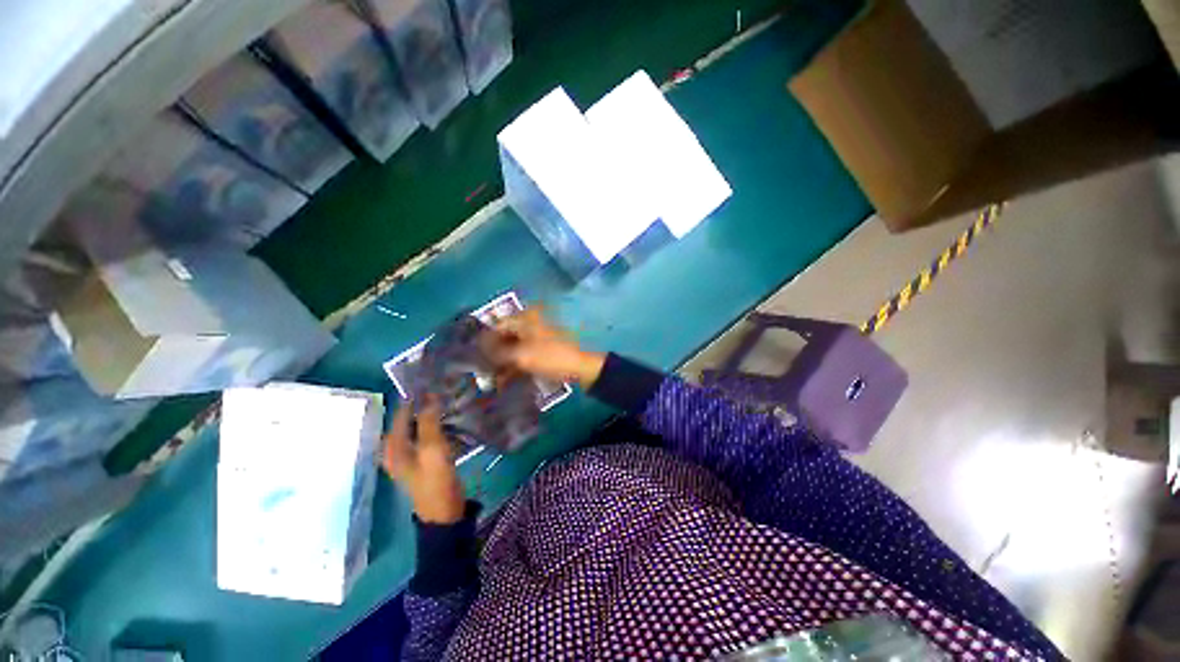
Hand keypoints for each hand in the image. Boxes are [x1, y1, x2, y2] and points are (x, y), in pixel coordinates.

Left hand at [382, 398, 465, 524]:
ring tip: (447, 401)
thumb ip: (429, 422)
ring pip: (418, 427)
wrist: (444, 512)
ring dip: (431, 415)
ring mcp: (409, 456)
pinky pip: (426, 436)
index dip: (414, 398)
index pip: (401, 414)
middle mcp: (396, 450)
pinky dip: (435, 426)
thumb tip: (430, 397)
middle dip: (423, 405)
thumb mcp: (432, 449)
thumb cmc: (435, 480)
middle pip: (408, 420)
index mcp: (393, 448)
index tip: (431, 383)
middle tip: (442, 390)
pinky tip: (449, 420)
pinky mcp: (423, 459)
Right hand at [490, 309, 605, 388]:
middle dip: (495, 354)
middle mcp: (531, 323)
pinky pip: (526, 354)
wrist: (582, 367)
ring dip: (505, 362)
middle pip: (506, 337)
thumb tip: (480, 351)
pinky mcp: (545, 348)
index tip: (476, 358)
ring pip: (515, 347)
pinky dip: (516, 365)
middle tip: (484, 370)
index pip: (498, 326)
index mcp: (526, 319)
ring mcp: (539, 336)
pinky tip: (508, 379)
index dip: (486, 342)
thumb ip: (498, 353)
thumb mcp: (521, 356)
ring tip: (495, 379)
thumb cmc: (551, 357)